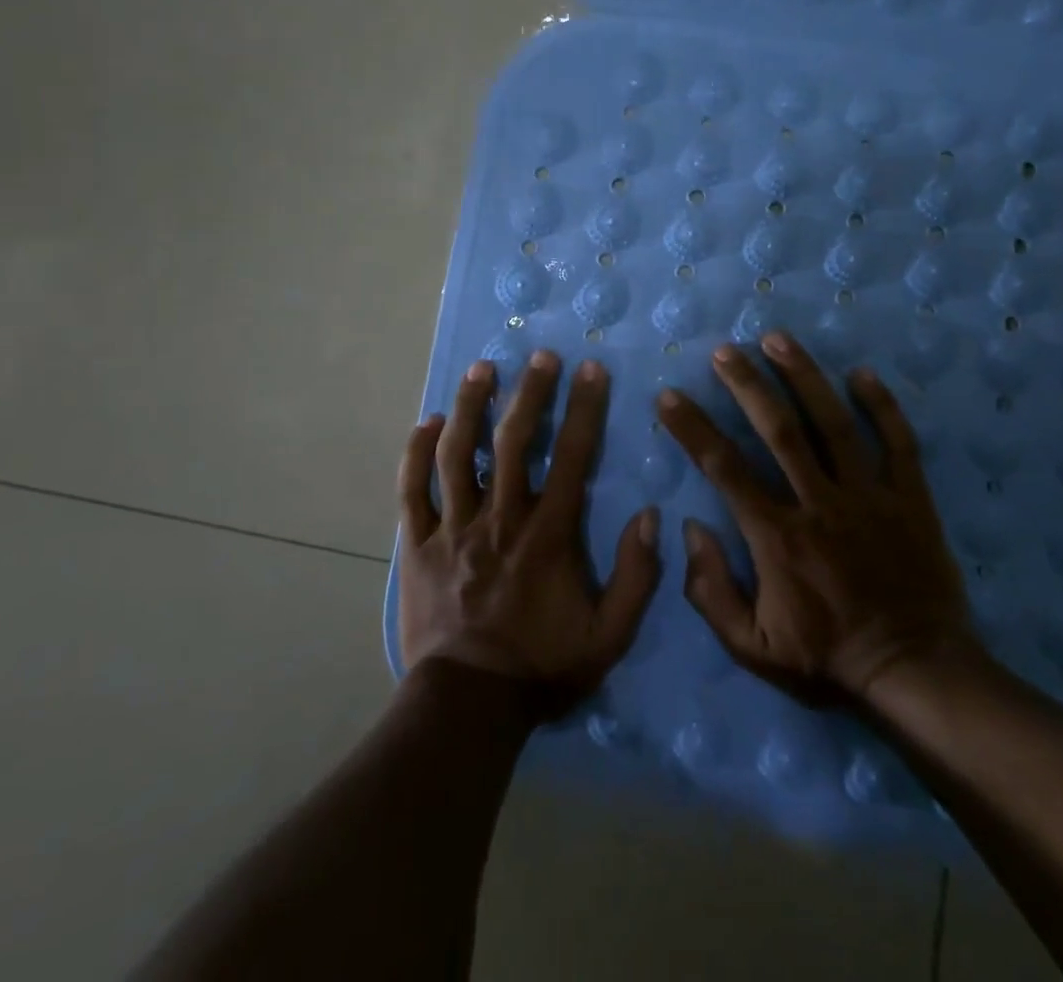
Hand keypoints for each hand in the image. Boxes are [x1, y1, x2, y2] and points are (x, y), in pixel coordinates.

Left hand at [397, 351, 662, 715]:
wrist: (469, 706)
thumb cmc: (542, 667)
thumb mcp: (609, 635)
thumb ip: (636, 576)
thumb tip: (650, 516)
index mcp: (547, 534)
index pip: (572, 457)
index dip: (584, 409)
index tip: (591, 369)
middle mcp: (499, 518)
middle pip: (513, 441)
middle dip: (529, 393)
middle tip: (538, 355)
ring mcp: (453, 528)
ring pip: (457, 454)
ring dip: (469, 407)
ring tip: (480, 369)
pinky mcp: (417, 545)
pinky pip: (412, 491)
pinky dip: (416, 454)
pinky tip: (425, 423)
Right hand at [656, 331, 978, 704]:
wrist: (916, 673)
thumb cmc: (827, 659)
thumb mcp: (753, 648)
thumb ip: (711, 592)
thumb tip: (691, 529)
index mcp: (777, 537)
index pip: (724, 469)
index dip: (693, 429)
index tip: (669, 396)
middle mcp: (819, 504)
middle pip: (778, 431)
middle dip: (747, 385)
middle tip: (725, 350)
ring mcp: (869, 497)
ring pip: (832, 424)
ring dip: (803, 378)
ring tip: (778, 339)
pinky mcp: (910, 499)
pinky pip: (898, 443)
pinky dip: (881, 406)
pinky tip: (861, 373)